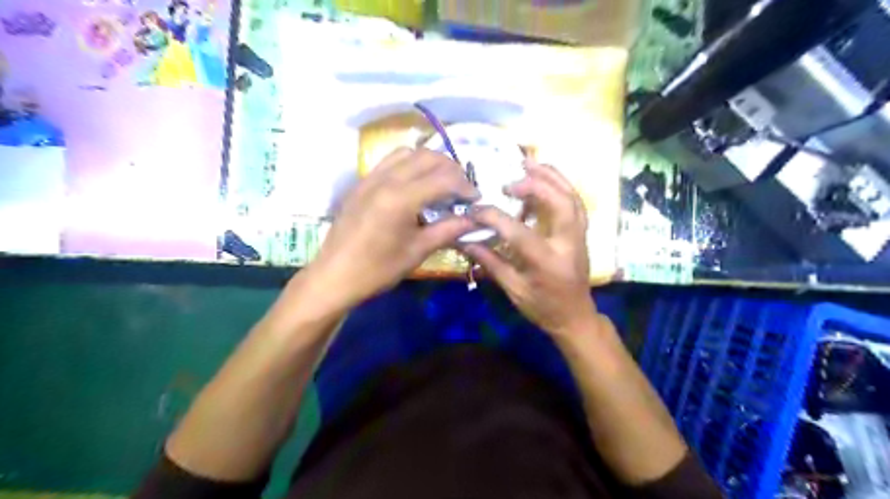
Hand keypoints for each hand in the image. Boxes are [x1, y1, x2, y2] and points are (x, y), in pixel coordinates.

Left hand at [300, 146, 480, 314]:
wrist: (335, 276)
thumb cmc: (378, 269)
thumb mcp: (418, 251)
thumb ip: (448, 230)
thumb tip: (474, 220)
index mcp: (401, 198)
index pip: (444, 177)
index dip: (465, 186)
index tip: (476, 199)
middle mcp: (386, 179)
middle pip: (427, 157)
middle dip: (451, 169)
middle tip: (462, 190)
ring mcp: (370, 178)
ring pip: (408, 153)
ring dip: (430, 162)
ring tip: (440, 183)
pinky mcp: (361, 183)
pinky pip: (390, 161)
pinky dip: (410, 164)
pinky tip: (415, 185)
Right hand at [462, 162, 600, 335]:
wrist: (575, 317)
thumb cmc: (543, 308)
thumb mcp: (514, 290)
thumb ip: (491, 263)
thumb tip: (465, 240)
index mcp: (548, 263)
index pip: (519, 233)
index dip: (495, 218)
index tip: (475, 210)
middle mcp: (568, 244)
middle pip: (561, 204)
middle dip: (536, 186)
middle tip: (509, 181)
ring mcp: (579, 236)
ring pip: (573, 197)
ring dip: (552, 177)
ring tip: (529, 162)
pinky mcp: (581, 233)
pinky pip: (575, 201)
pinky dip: (561, 185)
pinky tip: (545, 177)